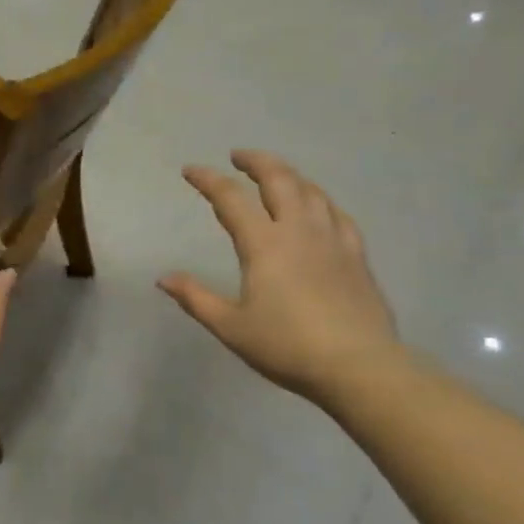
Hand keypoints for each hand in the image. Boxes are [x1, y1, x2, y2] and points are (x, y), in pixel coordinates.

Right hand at [159, 151, 400, 401]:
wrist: (359, 367)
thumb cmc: (287, 347)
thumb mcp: (231, 327)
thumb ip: (196, 298)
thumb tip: (164, 278)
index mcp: (264, 244)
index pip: (230, 198)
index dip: (208, 180)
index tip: (190, 171)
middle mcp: (299, 230)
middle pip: (278, 179)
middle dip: (255, 161)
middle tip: (238, 156)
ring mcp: (333, 239)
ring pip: (310, 191)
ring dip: (288, 175)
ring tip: (275, 175)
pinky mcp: (357, 255)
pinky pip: (337, 213)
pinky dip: (320, 200)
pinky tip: (318, 207)